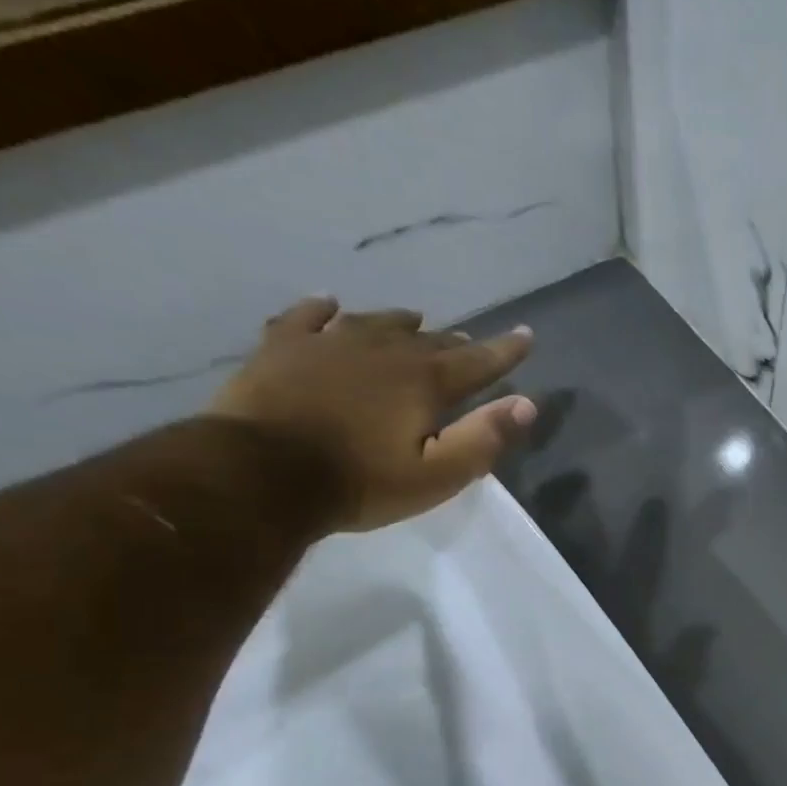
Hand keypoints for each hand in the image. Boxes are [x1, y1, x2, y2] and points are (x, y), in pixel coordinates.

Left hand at [208, 297, 536, 532]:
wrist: (260, 472)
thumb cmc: (361, 481)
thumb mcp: (437, 475)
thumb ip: (484, 438)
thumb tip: (525, 404)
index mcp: (424, 382)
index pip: (478, 361)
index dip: (505, 350)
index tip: (526, 335)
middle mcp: (383, 351)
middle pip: (429, 340)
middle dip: (454, 342)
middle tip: (468, 342)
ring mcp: (328, 343)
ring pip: (375, 322)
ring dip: (400, 324)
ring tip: (414, 321)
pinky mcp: (282, 347)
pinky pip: (307, 316)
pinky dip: (323, 309)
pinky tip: (329, 303)